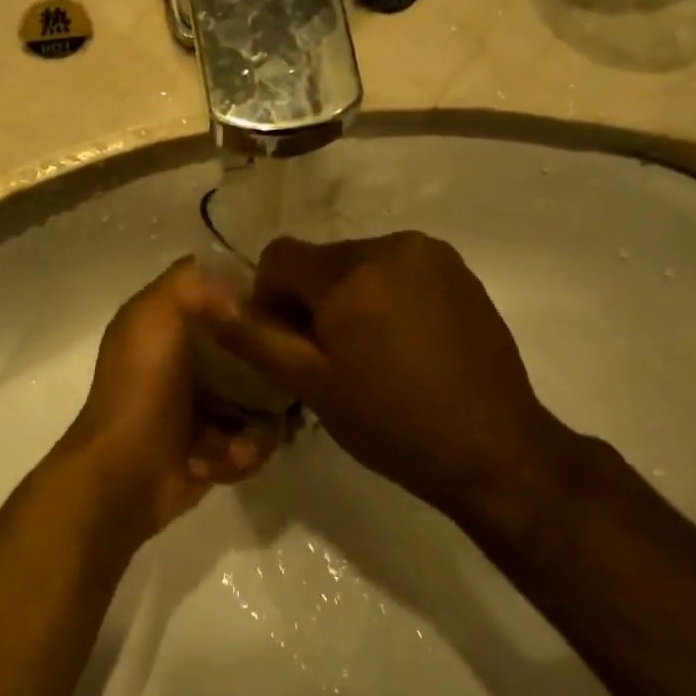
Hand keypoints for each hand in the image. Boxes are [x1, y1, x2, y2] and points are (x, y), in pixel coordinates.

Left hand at [54, 259, 280, 544]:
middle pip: (250, 351)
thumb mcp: (154, 316)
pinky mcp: (214, 447)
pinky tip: (220, 461)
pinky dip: (241, 454)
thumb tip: (237, 288)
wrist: (124, 475)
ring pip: (260, 402)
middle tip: (280, 385)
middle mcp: (184, 360)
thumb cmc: (141, 389)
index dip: (251, 297)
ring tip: (237, 442)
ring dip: (256, 426)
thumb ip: (190, 283)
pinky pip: (251, 441)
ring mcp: (201, 406)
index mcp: (165, 324)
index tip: (280, 309)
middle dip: (269, 374)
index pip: (220, 295)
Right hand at [207, 234, 571, 527]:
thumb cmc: (393, 423)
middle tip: (331, 359)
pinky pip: (399, 271)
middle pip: (322, 261)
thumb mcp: (311, 385)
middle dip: (313, 300)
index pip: (279, 257)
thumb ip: (253, 336)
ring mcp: (433, 255)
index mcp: (351, 271)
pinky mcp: (460, 272)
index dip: (270, 300)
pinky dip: (387, 297)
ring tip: (371, 354)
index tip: (291, 346)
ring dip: (351, 298)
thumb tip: (200, 295)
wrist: (495, 450)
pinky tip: (406, 346)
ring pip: (360, 265)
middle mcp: (393, 245)